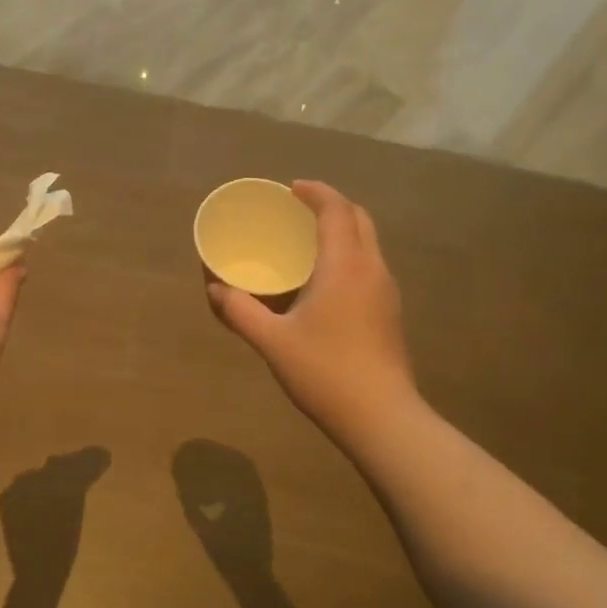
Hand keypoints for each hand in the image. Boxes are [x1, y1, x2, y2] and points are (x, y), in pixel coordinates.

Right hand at [206, 181, 417, 446]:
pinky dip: (349, 254)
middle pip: (359, 218)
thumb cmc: (326, 372)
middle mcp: (372, 269)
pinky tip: (325, 281)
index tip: (290, 189)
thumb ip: (240, 311)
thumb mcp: (273, 341)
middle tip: (298, 211)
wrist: (383, 418)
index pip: (336, 210)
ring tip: (308, 242)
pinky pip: (370, 265)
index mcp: (345, 265)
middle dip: (331, 205)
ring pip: (369, 242)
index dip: (315, 192)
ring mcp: (387, 291)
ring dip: (343, 229)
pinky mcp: (390, 312)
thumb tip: (215, 289)